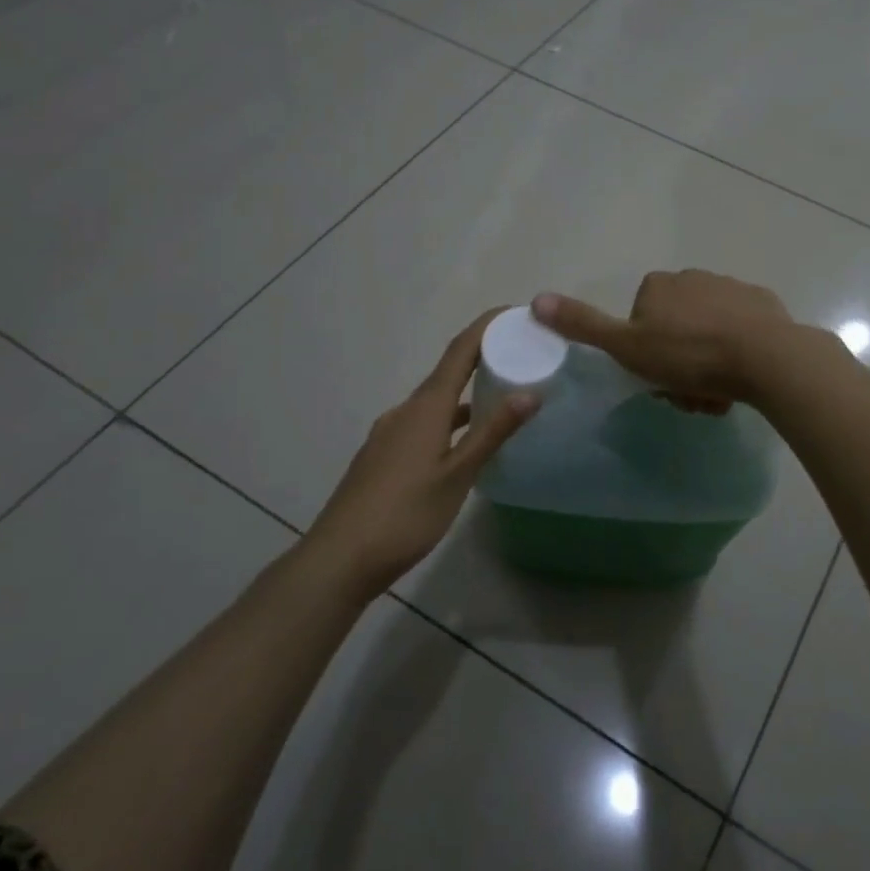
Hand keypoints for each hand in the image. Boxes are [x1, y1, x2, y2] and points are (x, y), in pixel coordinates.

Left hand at [300, 311, 537, 602]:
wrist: (339, 558)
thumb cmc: (405, 515)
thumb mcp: (458, 476)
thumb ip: (493, 433)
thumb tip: (530, 392)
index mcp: (425, 408)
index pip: (460, 351)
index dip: (486, 327)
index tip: (516, 312)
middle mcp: (405, 411)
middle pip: (447, 372)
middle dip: (482, 357)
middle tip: (520, 354)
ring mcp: (390, 433)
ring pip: (435, 401)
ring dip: (467, 392)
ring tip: (501, 395)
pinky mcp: (383, 455)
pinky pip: (424, 422)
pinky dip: (450, 418)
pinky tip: (463, 441)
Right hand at [532, 270, 806, 407]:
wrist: (765, 356)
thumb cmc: (689, 355)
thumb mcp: (627, 347)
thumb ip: (583, 325)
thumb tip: (535, 300)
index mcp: (659, 286)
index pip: (640, 323)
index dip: (645, 355)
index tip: (657, 380)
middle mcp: (694, 278)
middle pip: (675, 330)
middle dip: (678, 364)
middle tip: (689, 395)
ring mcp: (731, 288)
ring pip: (707, 334)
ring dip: (707, 365)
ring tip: (717, 394)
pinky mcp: (763, 304)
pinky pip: (740, 333)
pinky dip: (736, 355)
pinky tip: (742, 378)